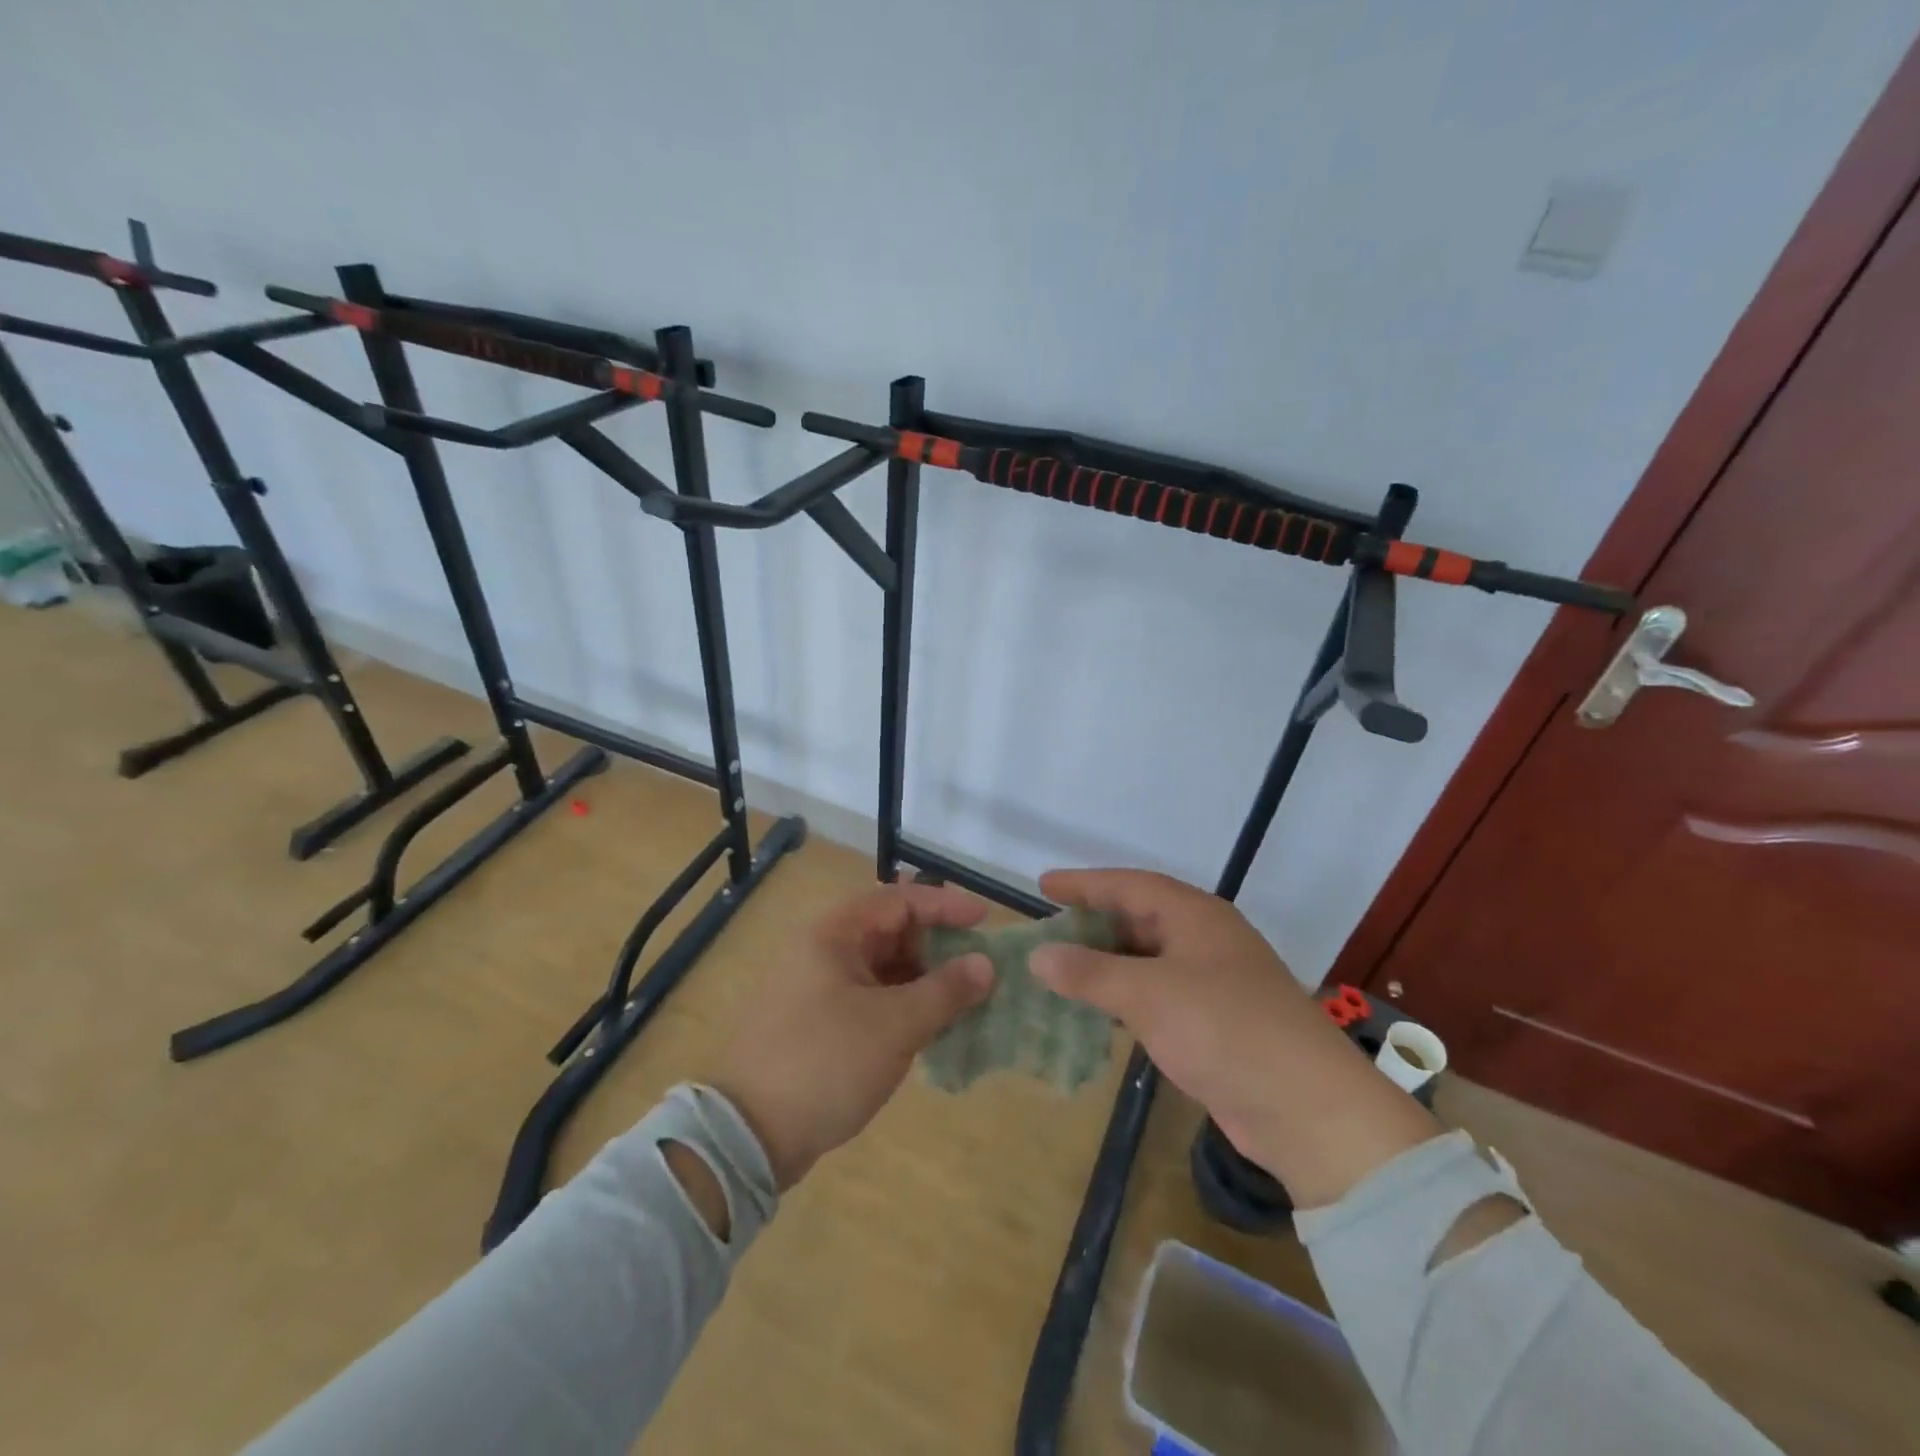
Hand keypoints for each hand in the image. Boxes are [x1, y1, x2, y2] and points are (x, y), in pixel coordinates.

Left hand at [708, 882, 993, 1190]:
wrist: (749, 1135)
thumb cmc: (826, 1063)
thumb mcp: (895, 1026)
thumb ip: (945, 991)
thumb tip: (986, 965)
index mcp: (834, 934)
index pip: (899, 901)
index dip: (945, 906)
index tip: (986, 921)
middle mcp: (823, 950)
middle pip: (891, 932)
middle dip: (938, 947)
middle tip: (979, 968)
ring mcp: (818, 987)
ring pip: (883, 968)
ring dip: (923, 980)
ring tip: (965, 1000)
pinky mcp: (819, 1022)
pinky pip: (871, 998)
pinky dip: (903, 1005)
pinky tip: (932, 1027)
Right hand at [1030, 868, 1438, 1207]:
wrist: (1307, 1109)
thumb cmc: (1223, 1028)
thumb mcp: (1148, 994)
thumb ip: (1089, 972)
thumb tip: (1038, 955)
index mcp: (1195, 916)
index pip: (1130, 885)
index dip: (1085, 884)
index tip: (1043, 886)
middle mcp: (1205, 940)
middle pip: (1140, 919)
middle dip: (1093, 924)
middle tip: (1048, 931)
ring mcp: (1214, 982)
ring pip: (1148, 960)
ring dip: (1107, 964)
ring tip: (1062, 969)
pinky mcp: (1216, 1023)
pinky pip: (1158, 995)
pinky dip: (1126, 997)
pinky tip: (1099, 1011)